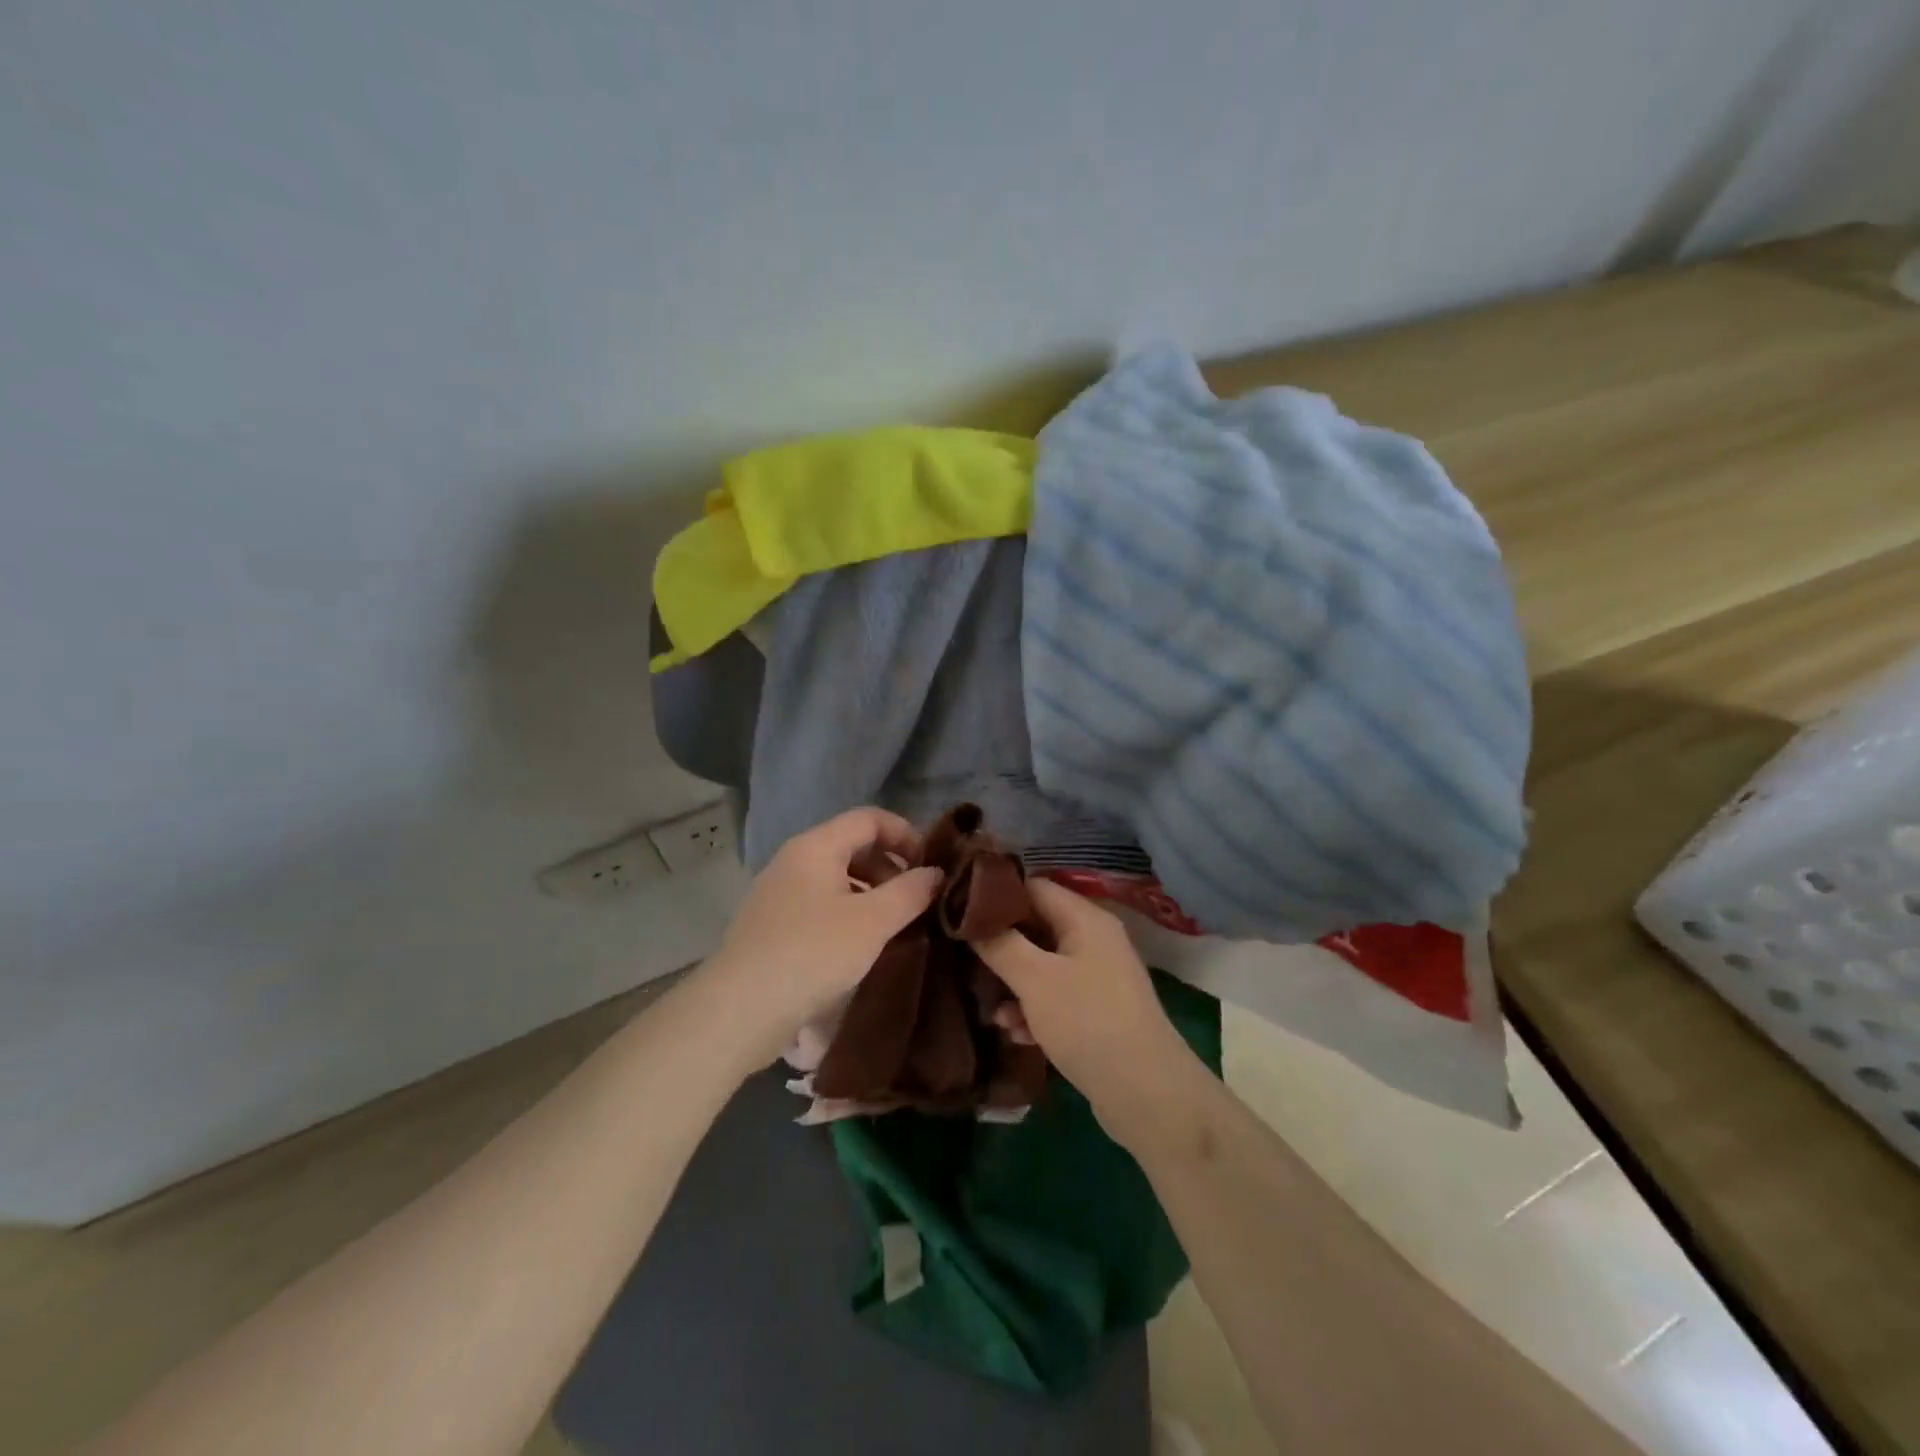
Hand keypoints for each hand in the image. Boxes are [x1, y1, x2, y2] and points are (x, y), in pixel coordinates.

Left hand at [697, 807, 941, 1067]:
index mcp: (816, 846)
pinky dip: (848, 914)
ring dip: (871, 893)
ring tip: (894, 926)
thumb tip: (935, 873)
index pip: (869, 818)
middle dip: (890, 867)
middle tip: (916, 900)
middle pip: (852, 845)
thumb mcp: (872, 922)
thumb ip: (910, 892)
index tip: (931, 866)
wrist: (739, 1010)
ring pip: (836, 878)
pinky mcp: (771, 925)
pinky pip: (820, 904)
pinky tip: (861, 946)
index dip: (905, 834)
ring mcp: (778, 893)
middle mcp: (793, 860)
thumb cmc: (812, 953)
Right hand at [976, 879, 1194, 1127]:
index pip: (1034, 887)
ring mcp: (1098, 978)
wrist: (1145, 1093)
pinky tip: (1015, 1034)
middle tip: (964, 959)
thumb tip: (971, 920)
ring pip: (1043, 967)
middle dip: (1001, 945)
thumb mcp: (1035, 979)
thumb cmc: (1087, 1021)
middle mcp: (1095, 941)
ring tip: (989, 1010)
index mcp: (1085, 919)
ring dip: (1014, 985)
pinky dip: (1034, 1011)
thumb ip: (1000, 945)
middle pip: (1037, 928)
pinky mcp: (1097, 1013)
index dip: (996, 895)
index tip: (960, 910)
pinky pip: (1057, 999)